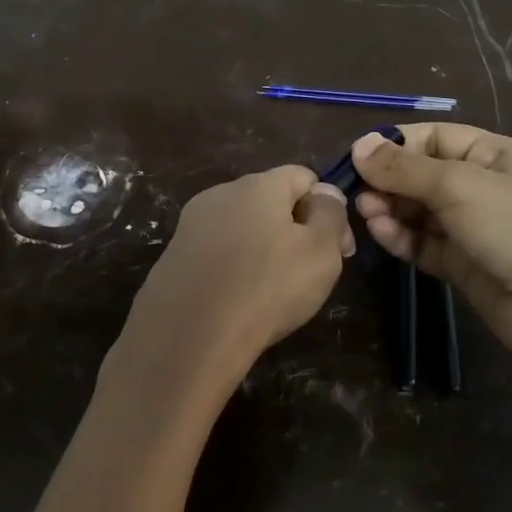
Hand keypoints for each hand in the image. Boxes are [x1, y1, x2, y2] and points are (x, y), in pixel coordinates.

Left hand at [109, 166, 352, 407]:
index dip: (326, 206)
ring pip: (240, 227)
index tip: (338, 249)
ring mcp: (190, 224)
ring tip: (271, 291)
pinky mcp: (173, 255)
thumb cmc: (267, 287)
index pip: (303, 176)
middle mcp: (220, 193)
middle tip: (309, 273)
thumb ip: (331, 214)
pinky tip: (237, 299)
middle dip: (294, 228)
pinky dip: (232, 267)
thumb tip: (325, 193)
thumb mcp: (321, 251)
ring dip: (261, 248)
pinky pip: (215, 252)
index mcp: (258, 184)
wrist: (189, 335)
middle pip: (269, 199)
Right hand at [352, 125, 511, 395]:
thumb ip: (404, 168)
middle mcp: (481, 186)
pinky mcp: (462, 264)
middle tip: (356, 192)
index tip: (357, 157)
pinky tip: (380, 233)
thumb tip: (359, 145)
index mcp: (492, 154)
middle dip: (388, 180)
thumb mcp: (458, 185)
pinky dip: (400, 237)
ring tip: (365, 213)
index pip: (434, 138)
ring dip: (390, 209)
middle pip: (422, 175)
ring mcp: (472, 228)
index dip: (395, 144)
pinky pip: (423, 243)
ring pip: (418, 211)